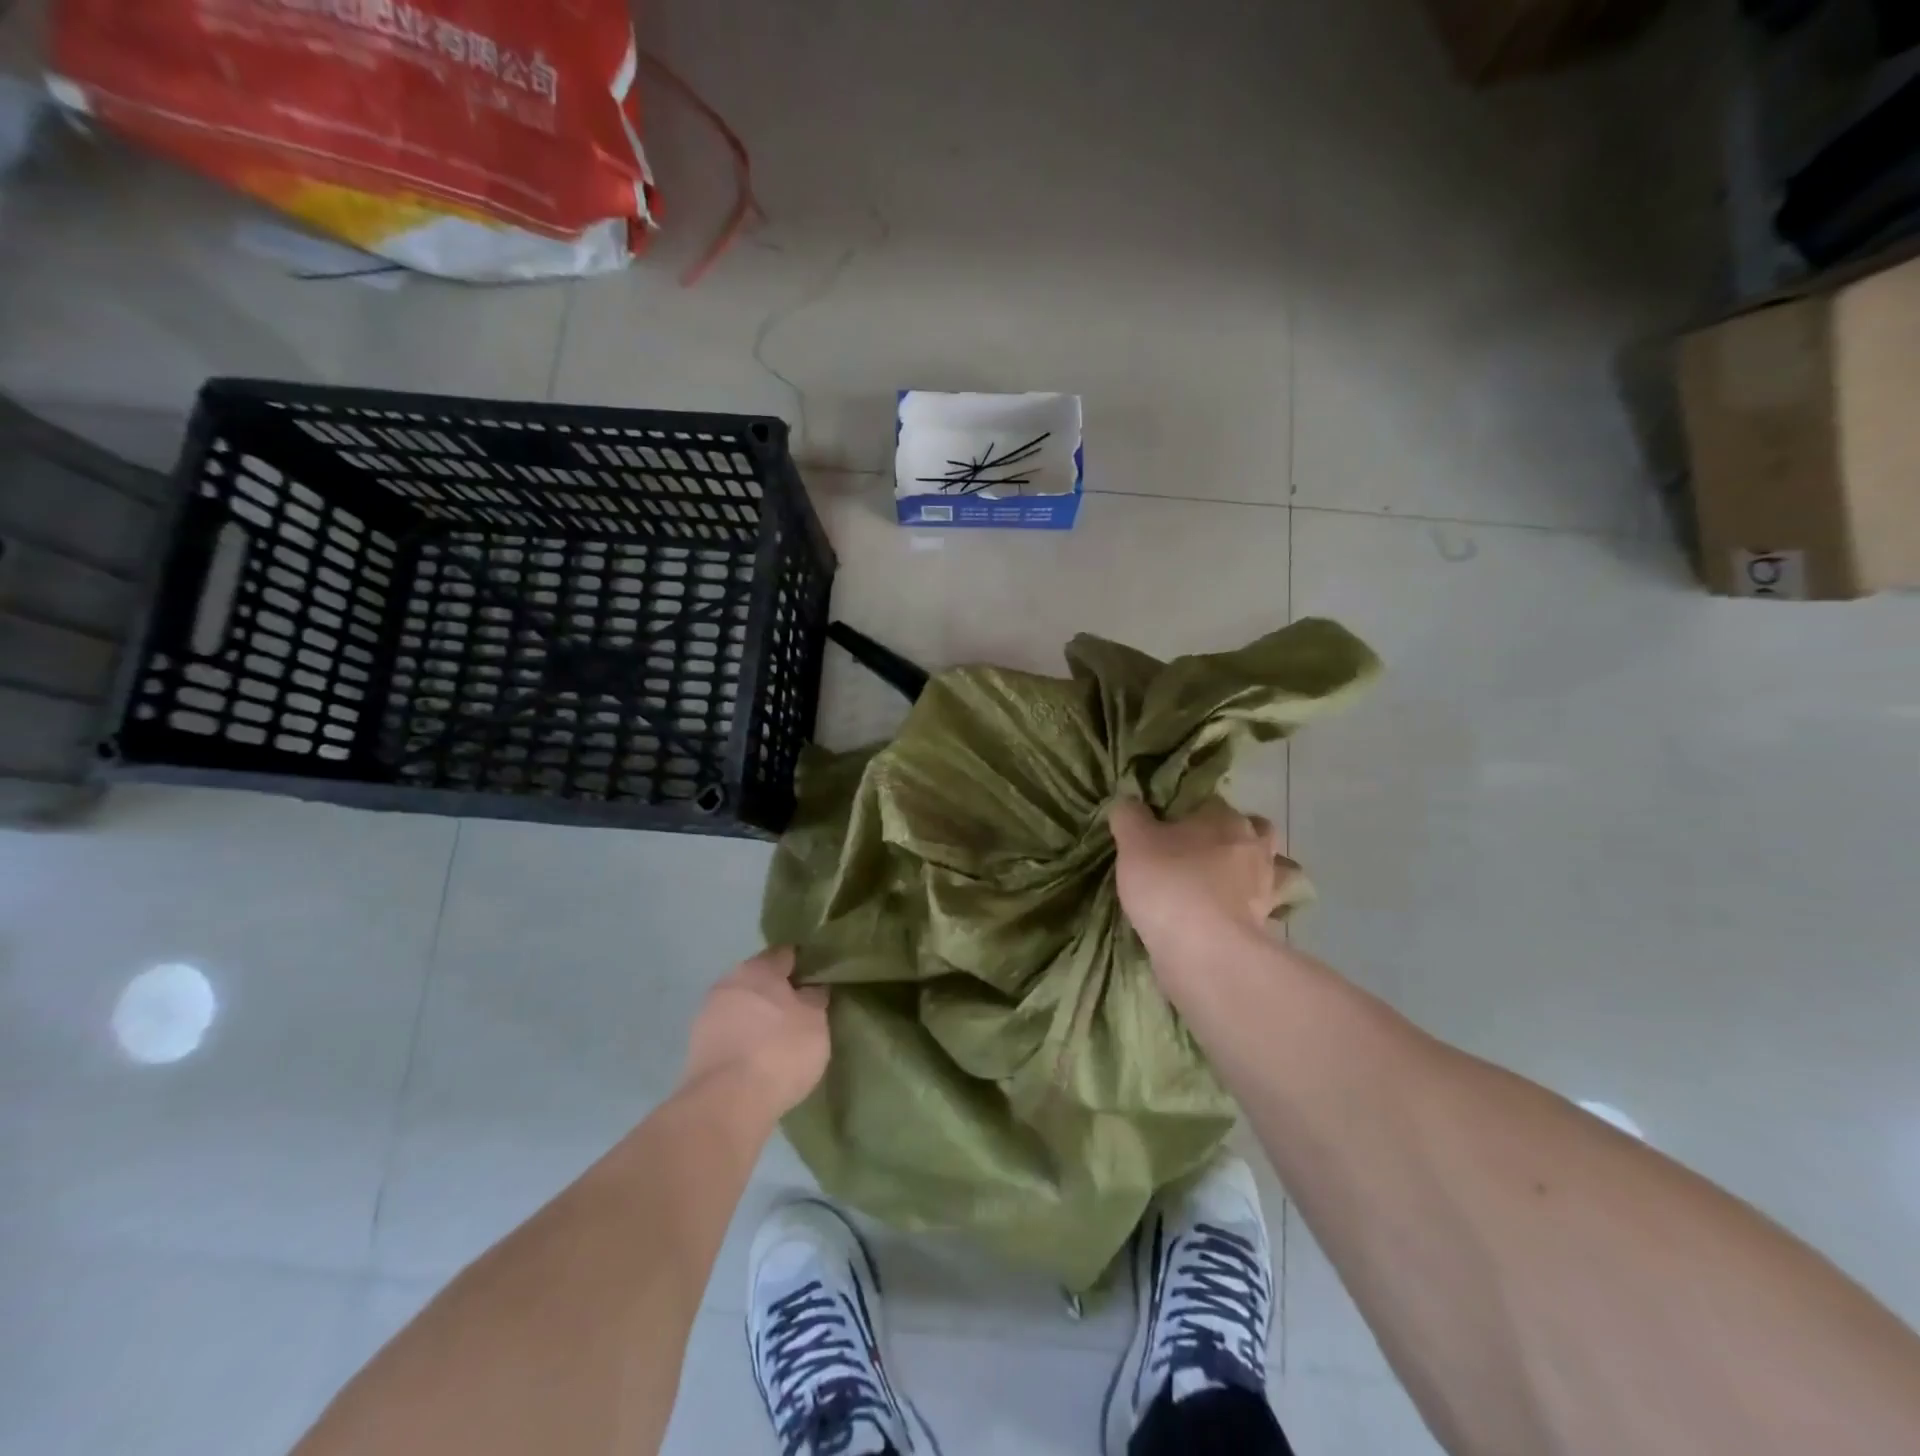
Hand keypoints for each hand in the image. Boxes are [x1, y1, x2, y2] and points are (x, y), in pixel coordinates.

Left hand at [681, 947, 828, 1118]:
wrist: (726, 1104)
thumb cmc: (780, 1051)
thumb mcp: (815, 1021)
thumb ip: (815, 998)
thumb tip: (812, 987)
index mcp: (758, 968)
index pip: (786, 954)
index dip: (804, 964)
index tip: (819, 980)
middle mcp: (729, 983)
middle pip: (759, 980)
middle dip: (778, 993)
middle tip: (801, 1012)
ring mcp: (707, 1016)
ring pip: (741, 1008)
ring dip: (758, 1018)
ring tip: (780, 1041)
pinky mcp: (696, 1049)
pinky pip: (729, 1035)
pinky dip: (743, 1042)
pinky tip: (759, 1061)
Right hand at [1109, 798, 1296, 969]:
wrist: (1204, 949)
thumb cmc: (1168, 882)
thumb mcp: (1132, 841)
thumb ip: (1129, 816)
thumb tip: (1127, 801)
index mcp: (1222, 817)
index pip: (1210, 802)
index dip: (1190, 813)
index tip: (1169, 829)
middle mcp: (1252, 845)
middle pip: (1254, 830)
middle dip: (1235, 837)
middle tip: (1203, 853)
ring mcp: (1267, 885)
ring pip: (1274, 868)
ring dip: (1256, 872)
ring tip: (1228, 883)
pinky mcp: (1269, 923)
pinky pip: (1268, 908)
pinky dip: (1255, 909)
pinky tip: (1233, 916)